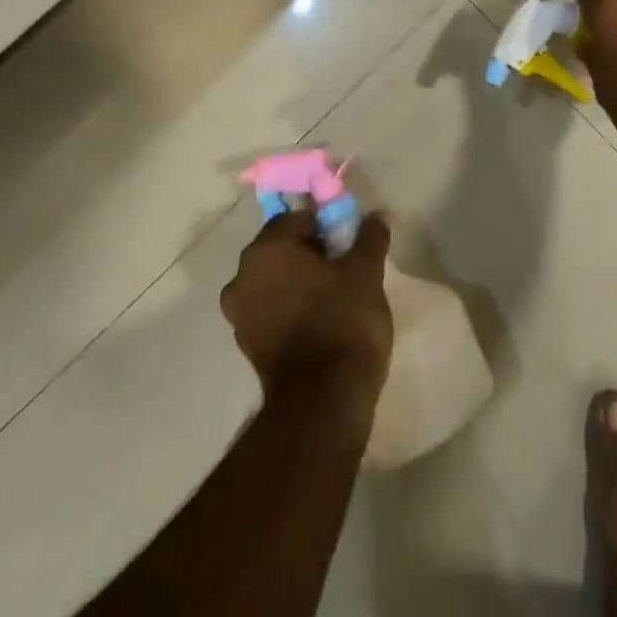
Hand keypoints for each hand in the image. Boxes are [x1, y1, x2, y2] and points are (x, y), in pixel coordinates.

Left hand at [221, 208, 393, 404]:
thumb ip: (369, 237)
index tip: (348, 243)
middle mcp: (243, 275)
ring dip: (298, 281)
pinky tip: (319, 321)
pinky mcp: (246, 345)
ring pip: (274, 280)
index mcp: (267, 249)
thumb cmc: (343, 321)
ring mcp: (240, 314)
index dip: (325, 226)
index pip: (297, 219)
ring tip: (334, 296)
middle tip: (344, 267)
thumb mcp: (366, 272)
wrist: (323, 401)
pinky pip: (270, 309)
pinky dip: (290, 308)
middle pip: (281, 248)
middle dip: (310, 252)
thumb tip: (376, 215)